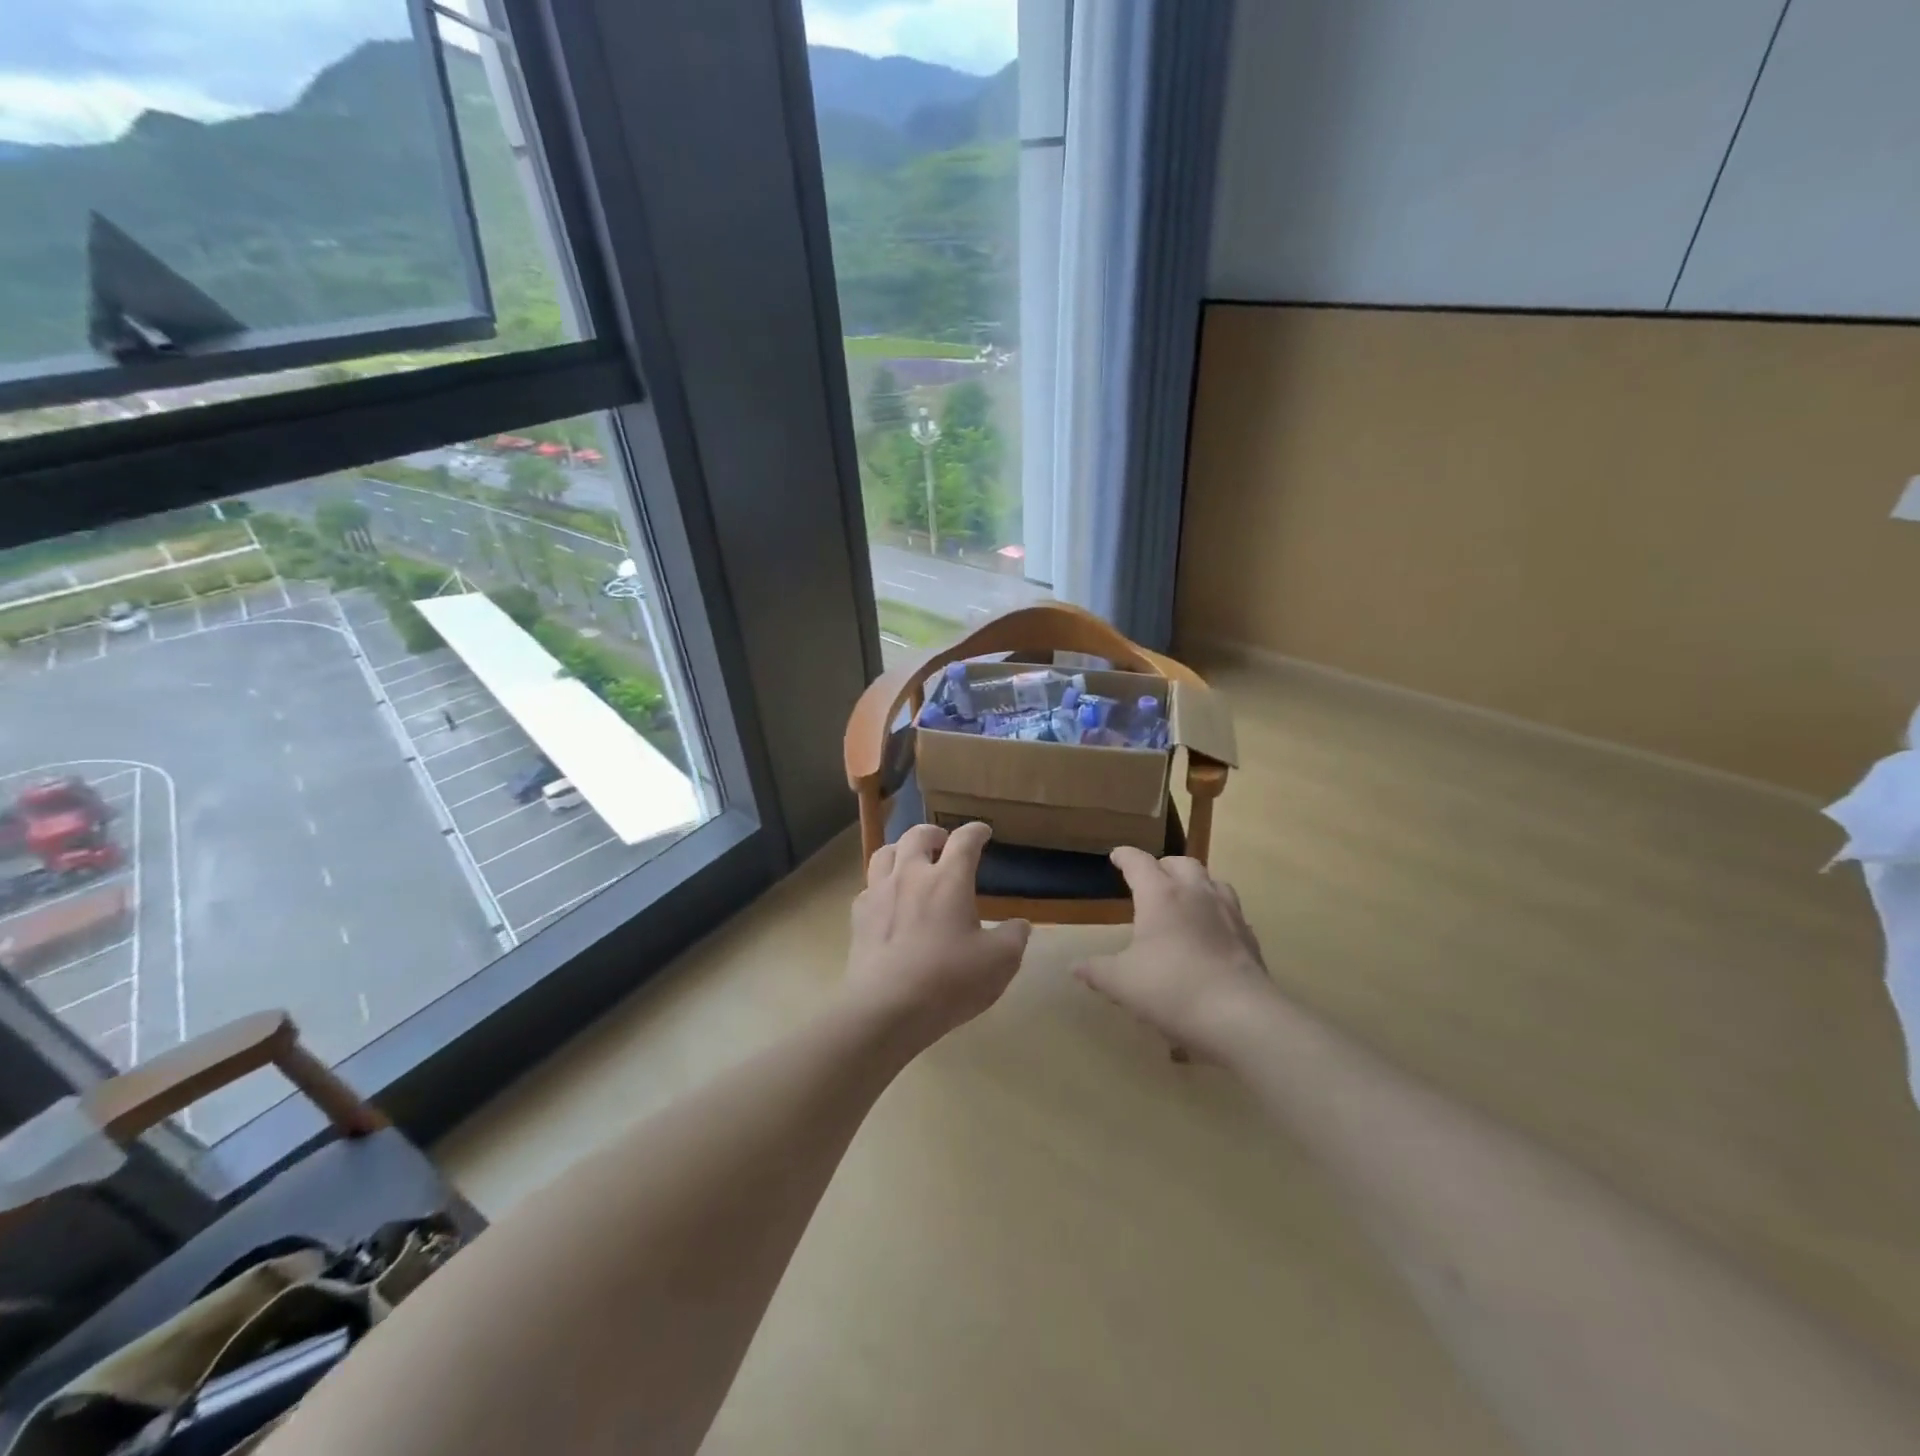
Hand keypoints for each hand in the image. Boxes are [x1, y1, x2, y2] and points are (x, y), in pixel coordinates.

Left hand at [845, 822, 1030, 1048]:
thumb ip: (1014, 937)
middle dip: (934, 832)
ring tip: (911, 860)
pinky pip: (869, 886)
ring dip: (901, 849)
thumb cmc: (949, 981)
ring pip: (885, 852)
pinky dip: (881, 883)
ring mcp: (879, 893)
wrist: (886, 1008)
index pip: (964, 840)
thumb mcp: (999, 962)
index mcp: (948, 879)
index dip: (975, 831)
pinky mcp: (859, 916)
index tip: (983, 831)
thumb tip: (1020, 925)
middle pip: (918, 835)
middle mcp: (911, 875)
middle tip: (944, 841)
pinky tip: (888, 899)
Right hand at [1073, 849, 1273, 1058]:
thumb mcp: (1121, 983)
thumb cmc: (1171, 989)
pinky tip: (1211, 933)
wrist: (1240, 1017)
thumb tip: (1074, 966)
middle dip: (1163, 866)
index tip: (1116, 856)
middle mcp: (1196, 894)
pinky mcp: (1249, 937)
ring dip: (1195, 883)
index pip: (1139, 863)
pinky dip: (1216, 912)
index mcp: (1161, 896)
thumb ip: (1096, 971)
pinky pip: (1231, 911)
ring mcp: (1228, 913)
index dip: (1125, 857)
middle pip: (1181, 863)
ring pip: (1212, 881)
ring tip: (1184, 899)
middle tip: (1151, 878)